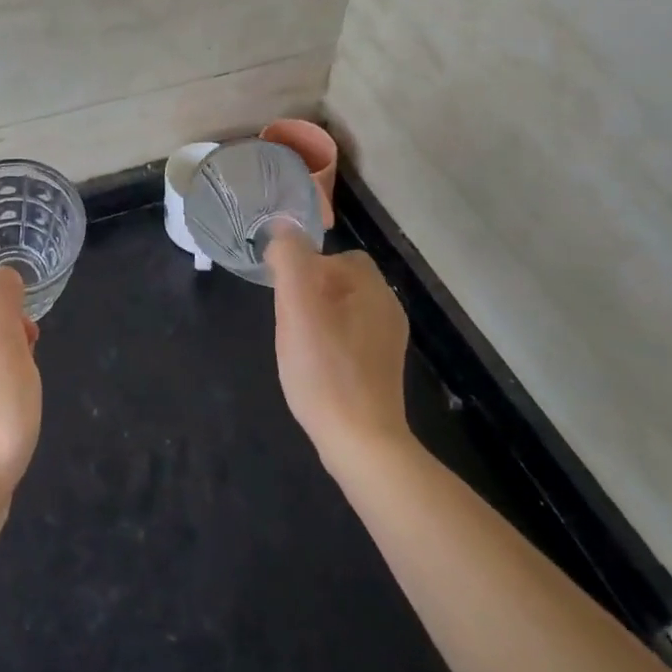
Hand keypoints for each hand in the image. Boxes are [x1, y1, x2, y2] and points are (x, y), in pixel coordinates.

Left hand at [0, 267, 41, 537]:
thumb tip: (4, 274)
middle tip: (32, 365)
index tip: (31, 336)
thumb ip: (2, 304)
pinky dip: (5, 398)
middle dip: (13, 339)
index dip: (8, 308)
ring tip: (28, 394)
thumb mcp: (2, 347)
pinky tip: (16, 419)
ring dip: (12, 370)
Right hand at [267, 231, 411, 467]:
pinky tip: (315, 368)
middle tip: (289, 323)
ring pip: (342, 311)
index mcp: (372, 288)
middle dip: (309, 295)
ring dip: (316, 320)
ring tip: (298, 347)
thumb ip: (290, 259)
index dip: (305, 268)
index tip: (286, 297)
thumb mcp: (297, 307)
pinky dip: (329, 345)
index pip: (336, 256)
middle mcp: (387, 309)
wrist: (361, 443)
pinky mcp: (381, 369)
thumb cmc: (325, 370)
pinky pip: (349, 339)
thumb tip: (284, 228)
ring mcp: (388, 341)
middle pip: (338, 283)